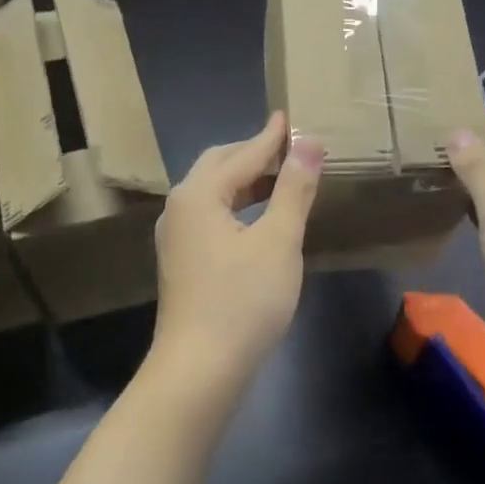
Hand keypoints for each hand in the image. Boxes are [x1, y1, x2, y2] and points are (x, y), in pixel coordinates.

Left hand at [152, 112, 322, 376]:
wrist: (200, 368)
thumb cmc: (244, 300)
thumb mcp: (279, 241)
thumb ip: (294, 189)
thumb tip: (308, 142)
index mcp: (199, 195)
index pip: (242, 154)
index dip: (271, 137)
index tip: (290, 115)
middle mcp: (179, 208)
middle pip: (218, 167)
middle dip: (252, 154)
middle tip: (288, 147)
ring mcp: (176, 237)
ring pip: (212, 194)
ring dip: (244, 181)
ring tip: (279, 178)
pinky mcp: (181, 262)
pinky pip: (209, 217)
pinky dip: (235, 206)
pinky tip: (256, 219)